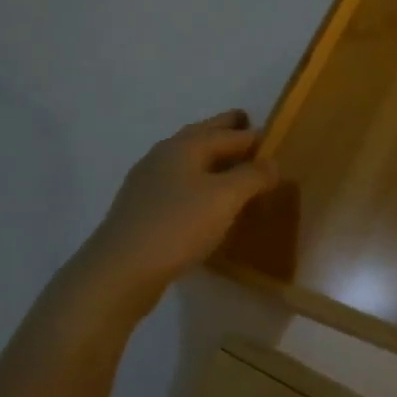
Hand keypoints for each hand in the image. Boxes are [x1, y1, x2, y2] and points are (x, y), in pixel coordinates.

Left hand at [73, 110, 279, 314]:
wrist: (120, 270)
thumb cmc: (179, 225)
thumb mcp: (227, 197)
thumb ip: (254, 175)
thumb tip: (272, 162)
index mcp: (185, 146)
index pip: (229, 133)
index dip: (254, 135)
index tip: (276, 139)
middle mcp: (164, 156)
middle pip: (202, 136)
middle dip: (225, 130)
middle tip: (248, 126)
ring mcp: (148, 183)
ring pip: (188, 160)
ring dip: (211, 157)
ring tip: (233, 166)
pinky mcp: (142, 209)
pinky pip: (178, 183)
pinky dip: (198, 181)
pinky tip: (206, 199)